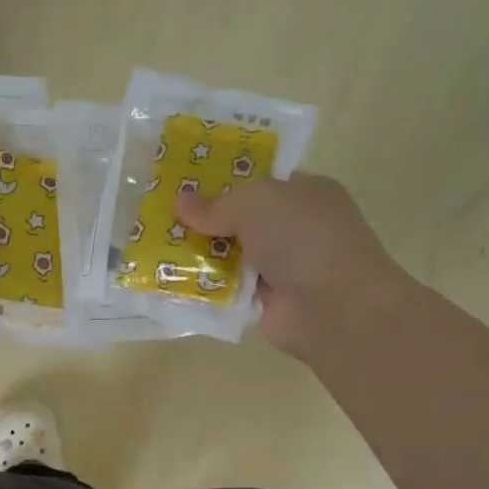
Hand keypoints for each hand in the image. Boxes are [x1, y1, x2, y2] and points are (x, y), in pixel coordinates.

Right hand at [175, 173, 406, 360]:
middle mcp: (295, 228)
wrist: (333, 307)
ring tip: (154, 246)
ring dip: (198, 254)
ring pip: (229, 255)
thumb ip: (215, 204)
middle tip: (159, 216)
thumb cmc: (302, 238)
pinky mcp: (265, 301)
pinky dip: (204, 286)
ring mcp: (281, 266)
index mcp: (304, 193)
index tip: (184, 183)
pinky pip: (226, 288)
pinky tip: (170, 280)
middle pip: (240, 219)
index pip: (260, 181)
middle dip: (203, 219)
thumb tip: (179, 200)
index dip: (223, 181)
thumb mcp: (255, 204)